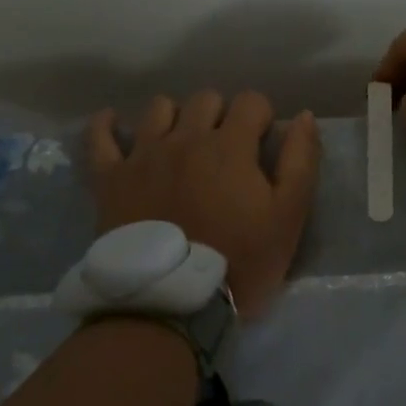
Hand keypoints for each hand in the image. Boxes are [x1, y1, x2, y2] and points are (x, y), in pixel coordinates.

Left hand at [86, 92, 320, 318]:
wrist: (170, 306)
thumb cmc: (238, 262)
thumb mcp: (288, 217)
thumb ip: (300, 161)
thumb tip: (305, 117)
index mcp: (230, 145)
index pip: (251, 101)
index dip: (262, 117)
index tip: (263, 143)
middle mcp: (186, 138)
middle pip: (206, 99)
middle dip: (222, 114)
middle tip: (226, 149)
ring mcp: (143, 155)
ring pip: (159, 108)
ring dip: (176, 117)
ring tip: (182, 142)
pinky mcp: (110, 178)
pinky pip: (100, 138)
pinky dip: (107, 125)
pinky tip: (114, 123)